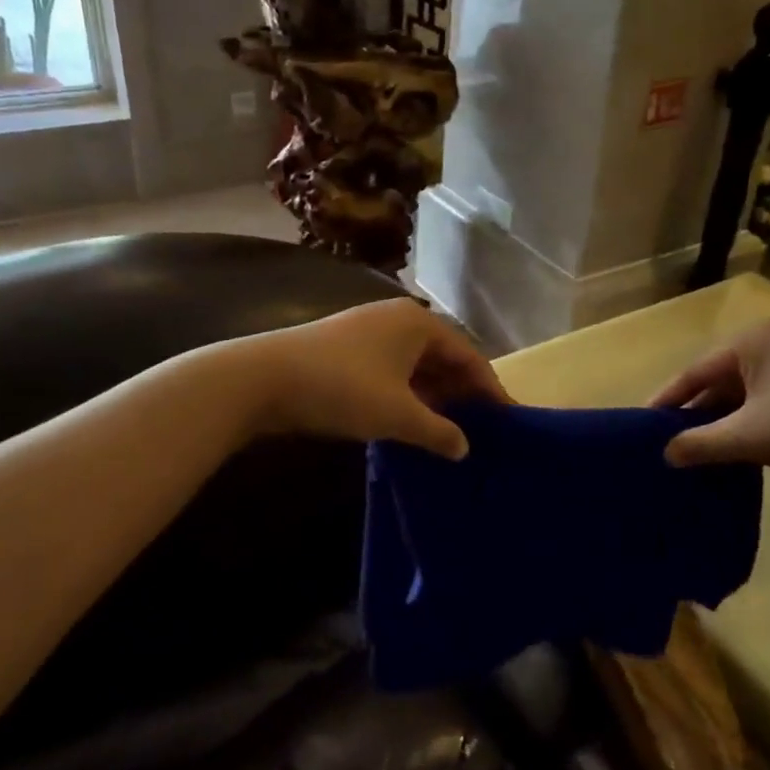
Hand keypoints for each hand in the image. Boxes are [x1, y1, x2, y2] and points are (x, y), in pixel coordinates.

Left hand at [238, 299, 509, 459]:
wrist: (262, 379)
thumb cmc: (342, 388)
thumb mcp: (397, 414)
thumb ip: (438, 431)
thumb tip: (465, 448)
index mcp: (418, 324)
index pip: (468, 354)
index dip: (489, 388)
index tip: (508, 418)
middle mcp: (397, 320)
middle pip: (443, 357)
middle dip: (462, 393)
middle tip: (482, 429)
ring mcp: (369, 334)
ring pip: (416, 367)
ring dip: (434, 397)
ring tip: (451, 431)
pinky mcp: (346, 351)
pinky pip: (392, 372)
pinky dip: (407, 395)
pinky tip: (412, 422)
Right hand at [651, 319, 769, 480]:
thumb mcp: (754, 436)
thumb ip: (704, 443)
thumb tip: (665, 454)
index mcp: (750, 342)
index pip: (694, 372)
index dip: (667, 401)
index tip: (642, 425)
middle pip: (718, 378)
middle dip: (696, 412)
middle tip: (668, 442)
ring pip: (745, 390)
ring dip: (724, 418)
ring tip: (699, 448)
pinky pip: (767, 396)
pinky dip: (750, 419)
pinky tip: (742, 444)